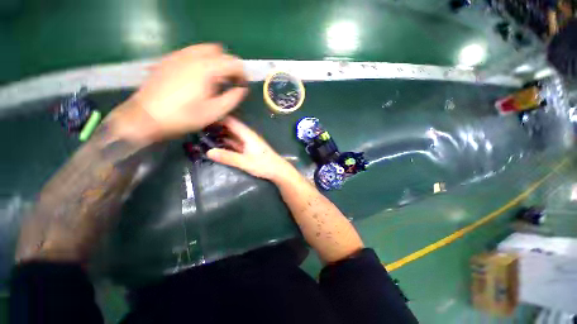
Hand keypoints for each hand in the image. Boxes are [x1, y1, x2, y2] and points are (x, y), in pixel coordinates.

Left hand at [113, 44, 247, 142]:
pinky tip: (199, 77)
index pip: (233, 62)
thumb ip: (233, 98)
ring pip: (205, 50)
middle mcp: (193, 56)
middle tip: (230, 82)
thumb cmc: (184, 117)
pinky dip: (202, 61)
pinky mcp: (169, 59)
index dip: (242, 74)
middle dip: (229, 66)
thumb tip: (242, 89)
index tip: (242, 86)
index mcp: (207, 69)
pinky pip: (192, 53)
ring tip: (216, 80)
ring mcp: (179, 55)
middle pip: (220, 52)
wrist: (146, 117)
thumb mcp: (214, 112)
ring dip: (216, 63)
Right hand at [206, 117, 297, 180]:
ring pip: (232, 135)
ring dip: (221, 134)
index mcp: (247, 134)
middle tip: (199, 127)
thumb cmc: (264, 165)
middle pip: (230, 127)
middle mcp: (247, 135)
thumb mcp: (245, 162)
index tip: (202, 117)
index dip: (218, 117)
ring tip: (204, 134)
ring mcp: (248, 142)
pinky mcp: (248, 149)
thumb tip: (208, 152)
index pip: (231, 121)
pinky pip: (235, 143)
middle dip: (217, 126)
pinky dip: (226, 142)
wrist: (278, 170)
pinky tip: (217, 145)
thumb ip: (228, 157)